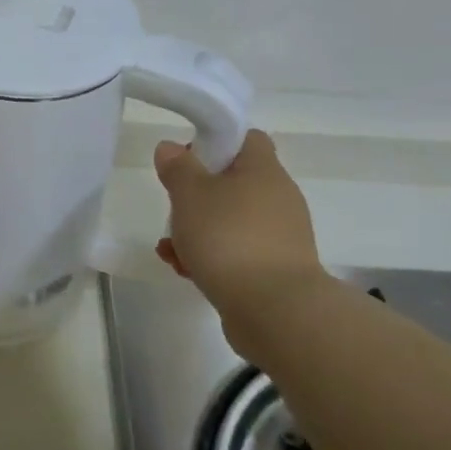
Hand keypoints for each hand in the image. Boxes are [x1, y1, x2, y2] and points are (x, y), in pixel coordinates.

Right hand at [154, 129, 326, 347]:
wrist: (274, 310)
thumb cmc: (229, 238)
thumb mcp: (190, 195)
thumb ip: (177, 168)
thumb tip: (171, 147)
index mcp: (263, 171)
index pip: (246, 139)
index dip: (215, 143)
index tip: (187, 159)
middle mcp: (278, 198)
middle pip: (234, 183)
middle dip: (197, 196)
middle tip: (174, 207)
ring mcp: (280, 237)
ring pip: (231, 221)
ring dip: (198, 231)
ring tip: (170, 249)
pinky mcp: (275, 270)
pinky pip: (237, 253)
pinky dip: (211, 257)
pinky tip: (185, 271)